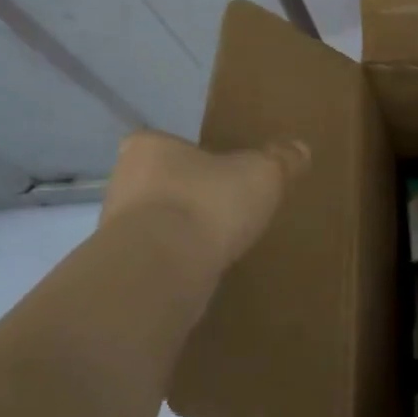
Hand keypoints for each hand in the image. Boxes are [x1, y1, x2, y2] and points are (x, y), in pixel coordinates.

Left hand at [100, 130, 309, 288]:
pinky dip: (179, 263)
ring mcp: (117, 230)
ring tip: (221, 243)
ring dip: (183, 232)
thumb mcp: (262, 173)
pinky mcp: (124, 270)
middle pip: (162, 184)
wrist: (162, 271)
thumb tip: (300, 149)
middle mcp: (123, 183)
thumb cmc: (208, 203)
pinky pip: (157, 259)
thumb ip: (281, 159)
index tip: (219, 172)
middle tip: (226, 207)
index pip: (166, 144)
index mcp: (148, 148)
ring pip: (157, 223)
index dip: (193, 157)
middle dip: (190, 195)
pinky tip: (206, 271)